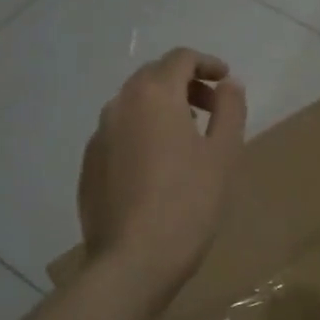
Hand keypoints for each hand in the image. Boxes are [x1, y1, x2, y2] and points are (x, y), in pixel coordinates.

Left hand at [79, 48, 247, 298]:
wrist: (133, 261)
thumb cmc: (188, 203)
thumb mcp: (223, 154)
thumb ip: (230, 109)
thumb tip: (229, 84)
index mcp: (154, 95)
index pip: (180, 58)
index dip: (207, 63)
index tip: (226, 80)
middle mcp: (119, 105)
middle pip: (153, 77)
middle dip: (185, 84)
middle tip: (212, 108)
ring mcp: (98, 136)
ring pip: (133, 105)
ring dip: (163, 108)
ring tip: (188, 137)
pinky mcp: (89, 165)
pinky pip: (120, 134)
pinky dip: (143, 133)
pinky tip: (159, 166)